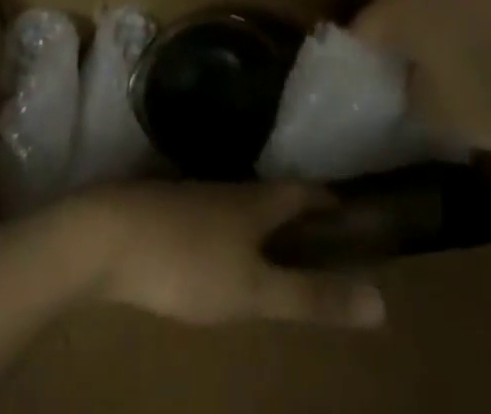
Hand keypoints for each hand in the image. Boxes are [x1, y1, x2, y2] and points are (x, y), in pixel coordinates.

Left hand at [66, 181, 385, 330]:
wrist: (108, 236)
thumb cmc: (189, 262)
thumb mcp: (255, 290)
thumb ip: (313, 297)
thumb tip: (382, 302)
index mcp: (259, 200)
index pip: (306, 192)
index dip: (330, 203)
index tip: (352, 217)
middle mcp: (232, 189)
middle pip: (275, 196)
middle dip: (299, 216)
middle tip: (321, 244)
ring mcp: (197, 197)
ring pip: (242, 206)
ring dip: (264, 225)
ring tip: (277, 254)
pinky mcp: (168, 212)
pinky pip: (214, 219)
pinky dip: (232, 234)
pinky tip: (222, 258)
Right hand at [353, 0, 490, 160]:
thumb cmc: (484, 105)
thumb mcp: (429, 109)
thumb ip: (405, 87)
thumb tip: (402, 77)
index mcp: (403, 11)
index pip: (365, 22)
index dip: (357, 43)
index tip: (359, 64)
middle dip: (382, 5)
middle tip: (387, 42)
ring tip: (420, 36)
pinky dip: (444, 5)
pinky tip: (455, 37)